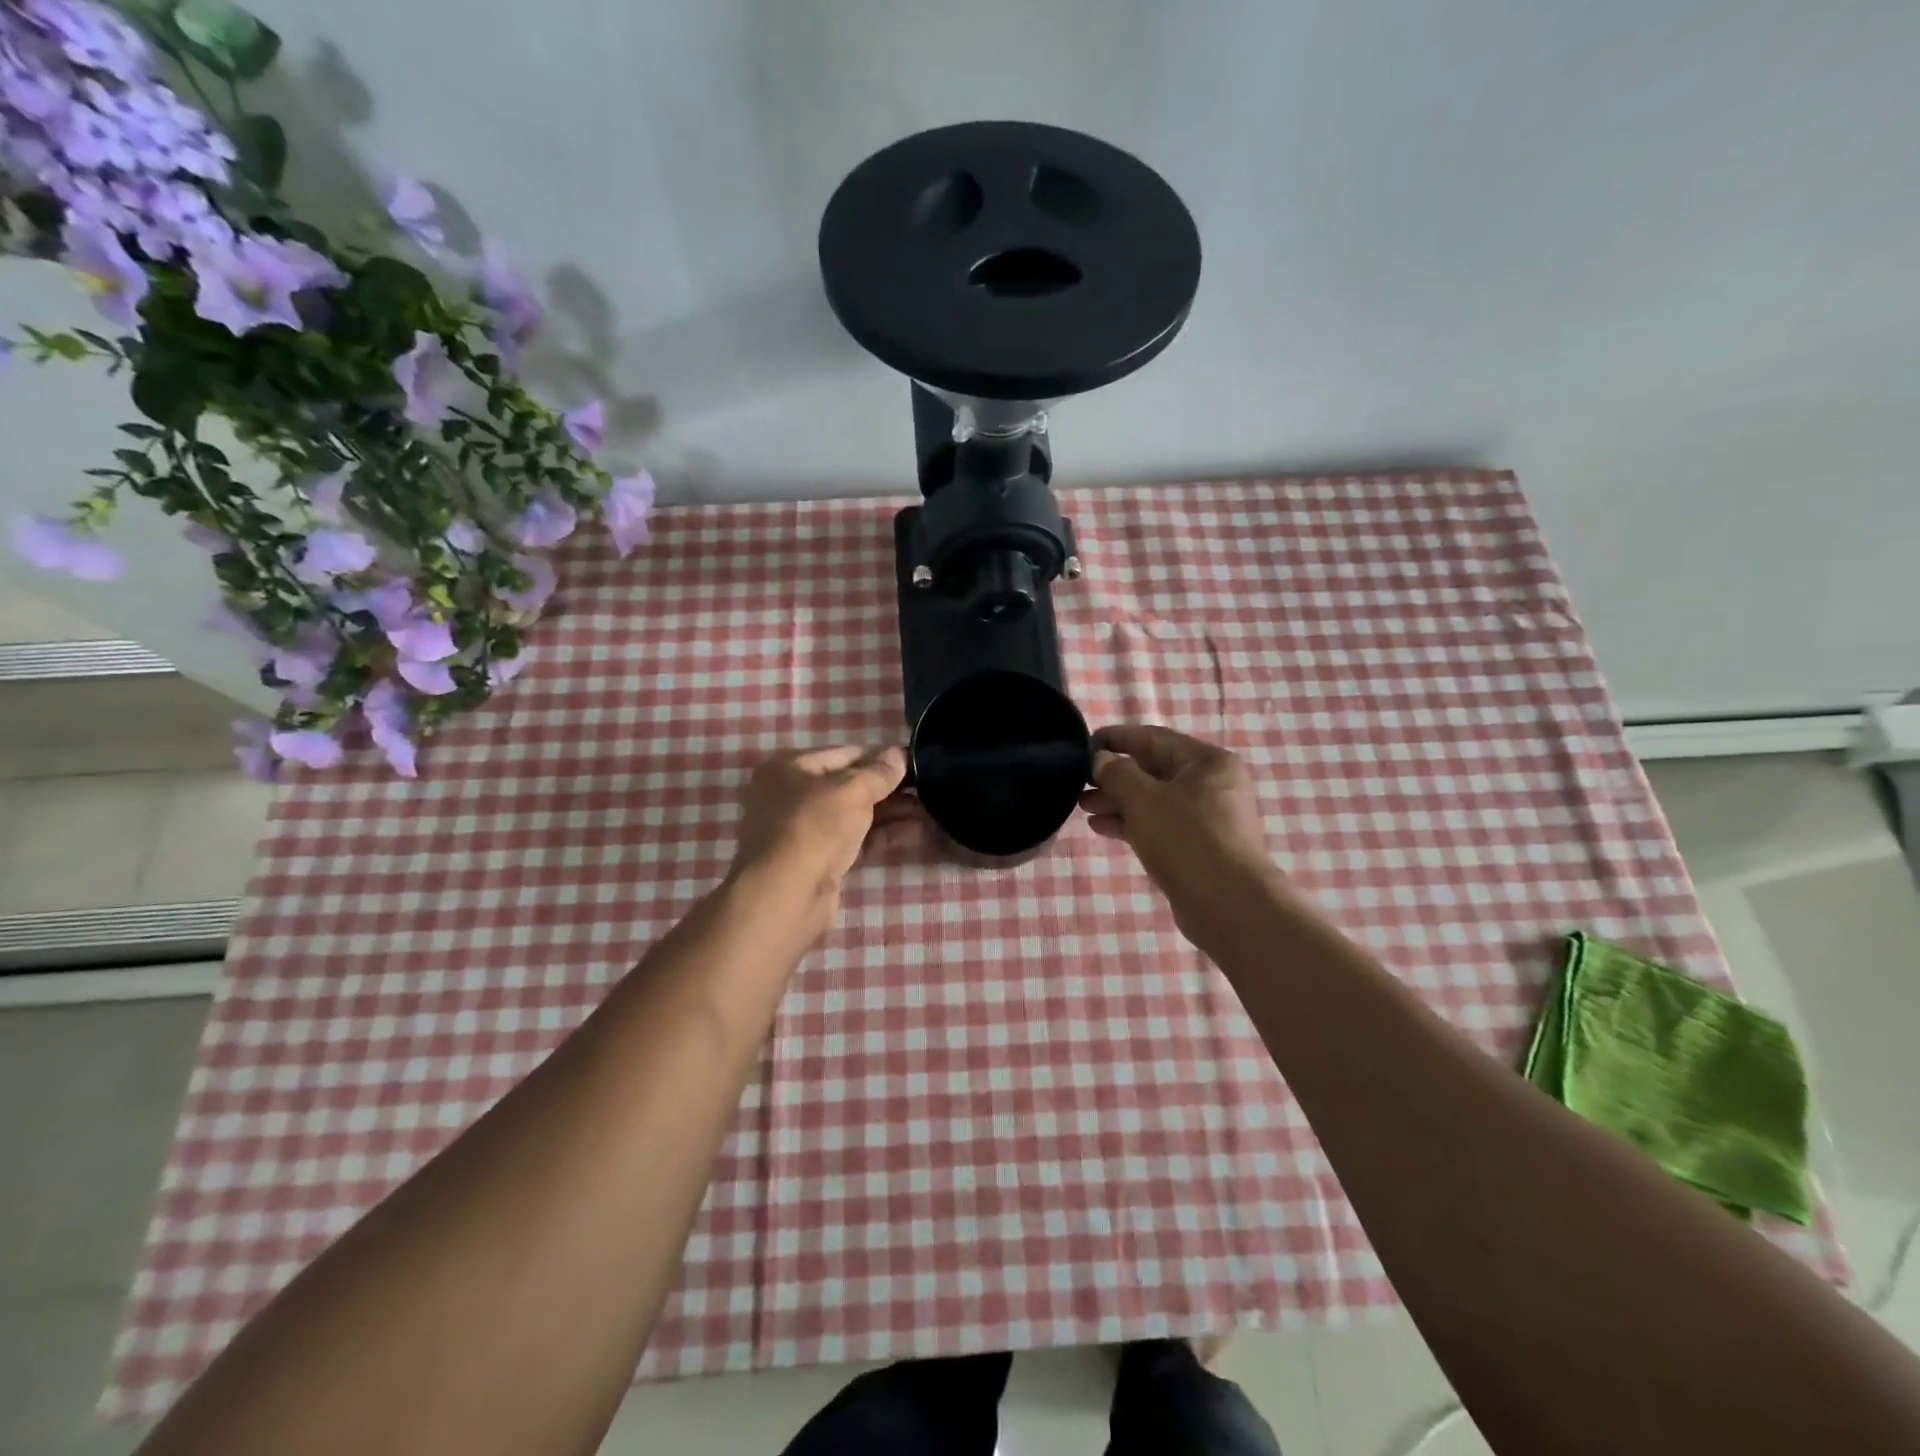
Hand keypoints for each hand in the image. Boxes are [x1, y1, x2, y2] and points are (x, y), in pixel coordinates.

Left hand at [729, 746, 909, 923]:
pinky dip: (883, 835)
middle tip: (927, 787)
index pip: (844, 754)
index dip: (880, 757)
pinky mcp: (820, 861)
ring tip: (929, 809)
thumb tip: (899, 754)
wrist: (788, 895)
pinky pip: (856, 841)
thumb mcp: (852, 790)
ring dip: (891, 812)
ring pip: (855, 815)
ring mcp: (805, 831)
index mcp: (789, 768)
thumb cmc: (814, 826)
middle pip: (849, 786)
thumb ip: (879, 772)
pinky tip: (916, 831)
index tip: (914, 761)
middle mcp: (792, 795)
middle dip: (888, 788)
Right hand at [1080, 725, 1276, 929]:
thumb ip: (1117, 773)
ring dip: (1119, 801)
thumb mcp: (1143, 799)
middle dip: (1114, 776)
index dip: (1116, 738)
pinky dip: (1133, 823)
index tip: (1083, 746)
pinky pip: (1161, 824)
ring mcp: (1209, 818)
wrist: (1228, 905)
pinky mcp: (1201, 846)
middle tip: (1079, 784)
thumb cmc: (1186, 839)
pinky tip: (1102, 828)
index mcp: (1207, 761)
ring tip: (1084, 808)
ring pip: (1155, 800)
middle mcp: (1213, 784)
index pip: (1154, 738)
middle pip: (1154, 770)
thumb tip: (1101, 760)